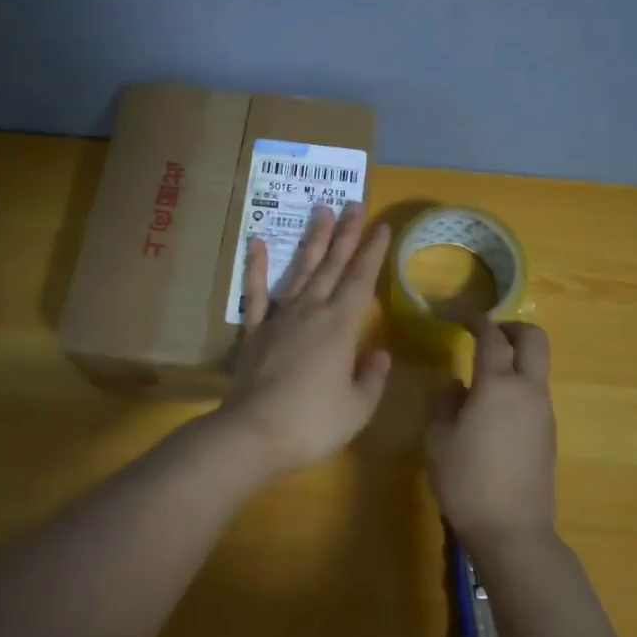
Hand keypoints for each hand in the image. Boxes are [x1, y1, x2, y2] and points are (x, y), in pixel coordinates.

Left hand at [221, 203, 391, 474]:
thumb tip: (379, 353)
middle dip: (346, 234)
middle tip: (355, 203)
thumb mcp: (357, 408)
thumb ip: (372, 377)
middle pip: (332, 265)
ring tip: (322, 211)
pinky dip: (256, 266)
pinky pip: (256, 292)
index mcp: (340, 326)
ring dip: (313, 240)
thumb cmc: (313, 423)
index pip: (361, 280)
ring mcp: (280, 318)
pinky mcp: (254, 330)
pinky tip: (257, 242)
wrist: (253, 433)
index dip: (373, 252)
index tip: (383, 225)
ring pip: (300, 270)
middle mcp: (311, 311)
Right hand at [425, 315, 557, 547]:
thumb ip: (444, 402)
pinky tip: (493, 410)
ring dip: (516, 359)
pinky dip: (518, 385)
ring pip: (538, 368)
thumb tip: (456, 386)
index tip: (463, 317)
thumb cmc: (466, 480)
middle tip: (487, 335)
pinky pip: (535, 394)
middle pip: (535, 340)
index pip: (492, 337)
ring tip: (483, 376)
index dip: (477, 321)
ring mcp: (544, 413)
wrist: (512, 530)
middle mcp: (528, 391)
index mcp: (498, 385)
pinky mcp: (549, 434)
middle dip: (512, 328)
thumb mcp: (437, 438)